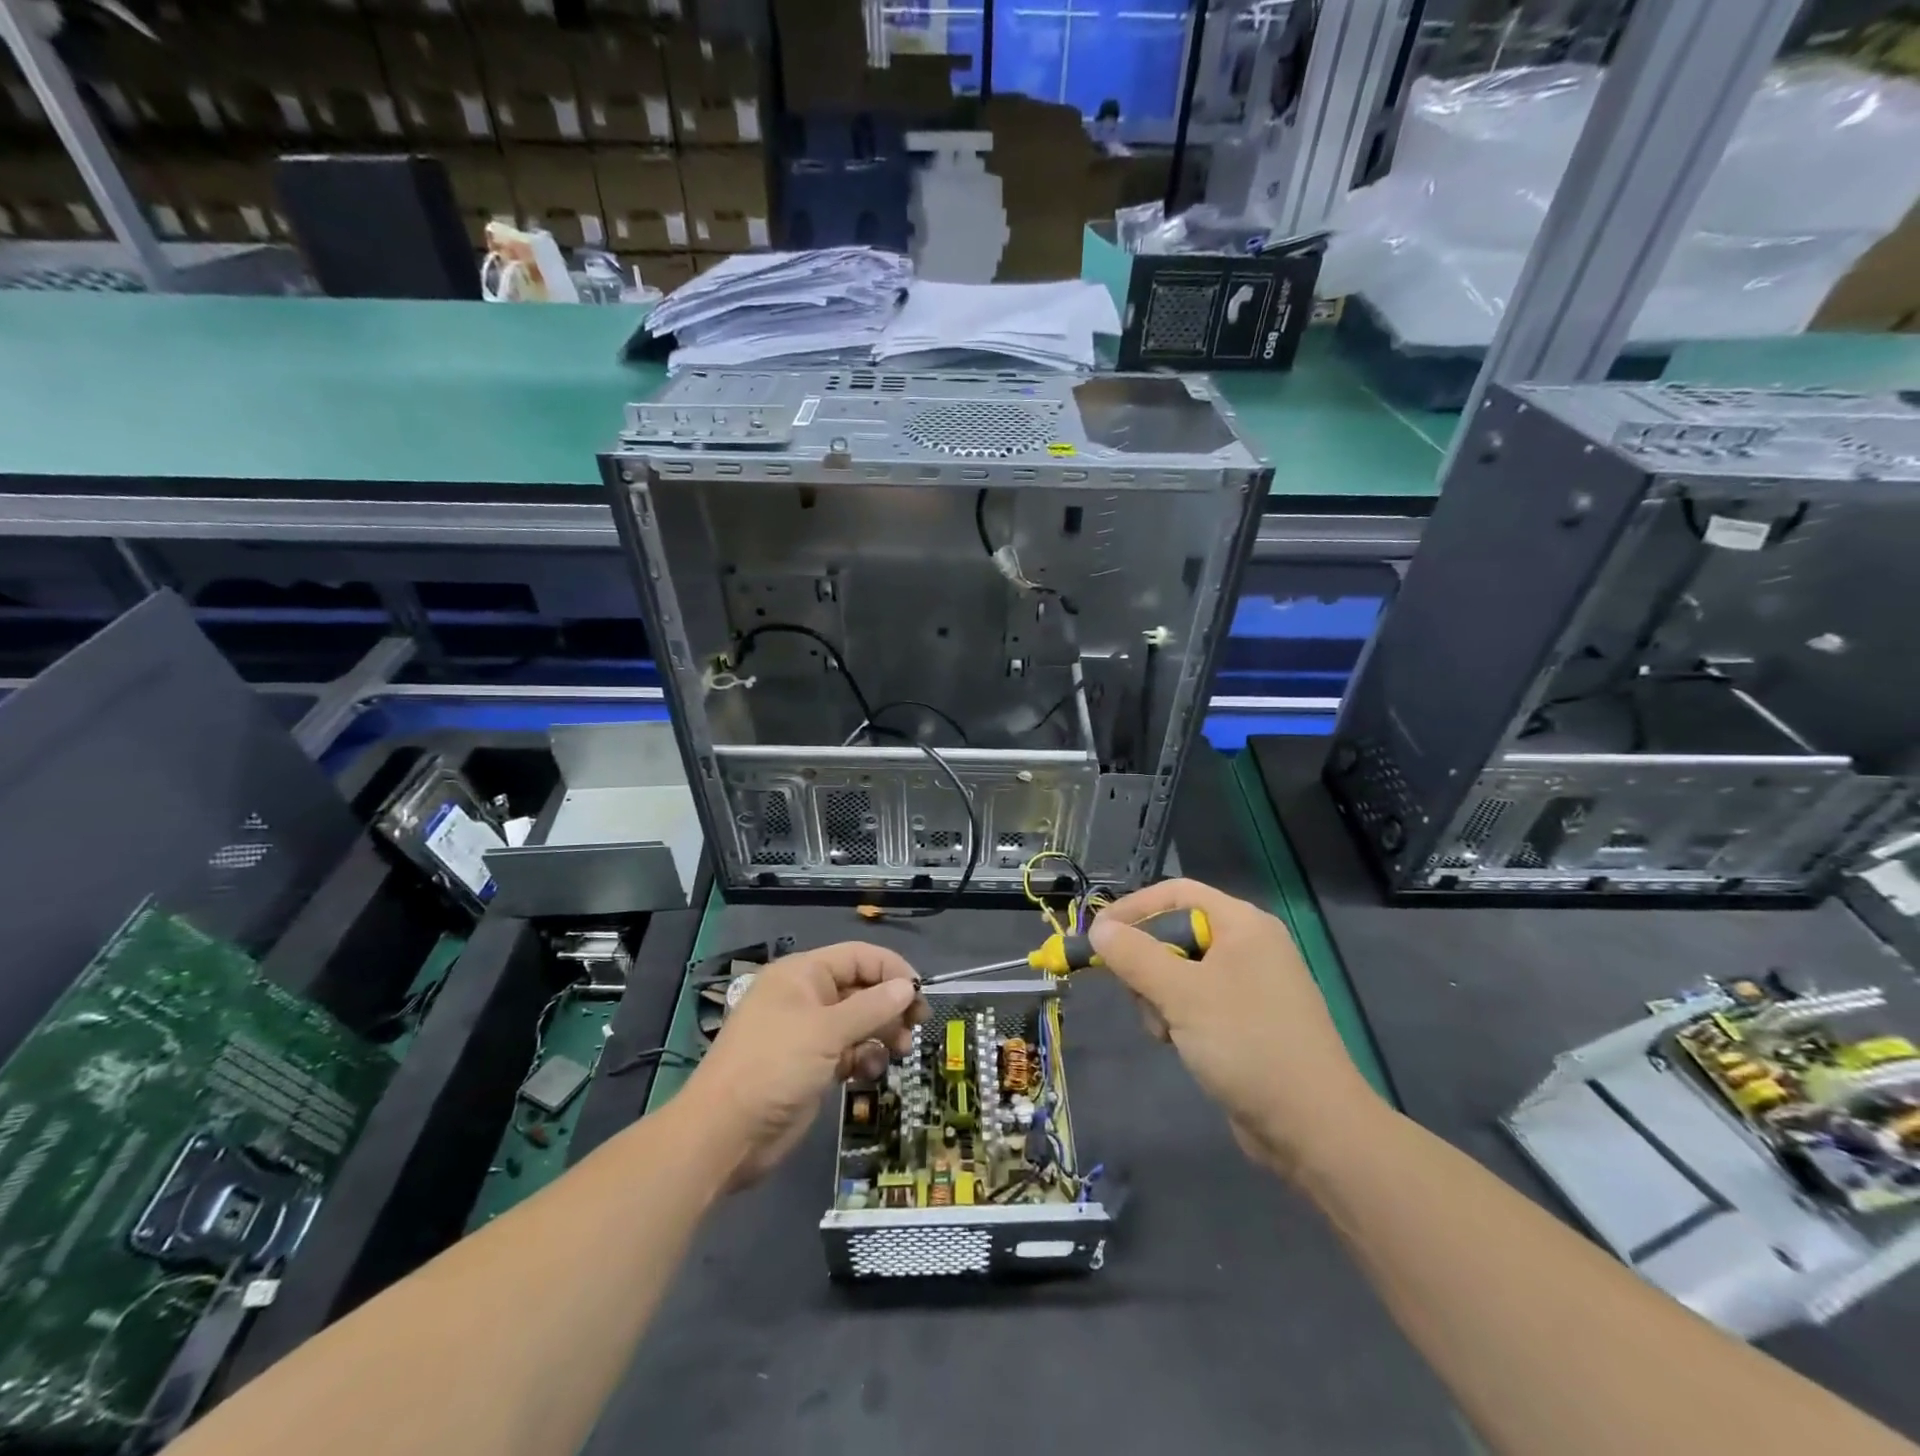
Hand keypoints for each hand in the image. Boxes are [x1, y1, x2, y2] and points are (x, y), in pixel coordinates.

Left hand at [682, 942, 929, 1187]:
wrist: (724, 1135)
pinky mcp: (810, 1066)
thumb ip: (871, 1007)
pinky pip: (848, 1051)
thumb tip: (908, 987)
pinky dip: (864, 1058)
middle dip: (890, 1005)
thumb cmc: (773, 1067)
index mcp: (802, 974)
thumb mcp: (826, 1032)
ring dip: (882, 1033)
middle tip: (917, 1026)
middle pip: (860, 988)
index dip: (891, 970)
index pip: (858, 957)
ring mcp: (808, 1034)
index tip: (920, 994)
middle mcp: (806, 997)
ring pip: (858, 1022)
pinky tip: (871, 1072)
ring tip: (901, 1051)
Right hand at [1089, 879, 1381, 1177]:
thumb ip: (1134, 956)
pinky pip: (1197, 1000)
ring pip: (1180, 970)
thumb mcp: (1181, 994)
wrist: (1313, 1127)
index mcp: (1243, 924)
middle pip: (1176, 932)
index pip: (1176, 893)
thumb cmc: (1247, 1044)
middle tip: (1134, 993)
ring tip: (1163, 1031)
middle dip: (1146, 962)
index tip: (1097, 935)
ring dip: (1159, 996)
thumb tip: (1099, 929)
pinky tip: (1177, 1044)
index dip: (1133, 908)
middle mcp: (1249, 945)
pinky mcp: (1248, 1021)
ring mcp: (1251, 985)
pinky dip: (1179, 1016)